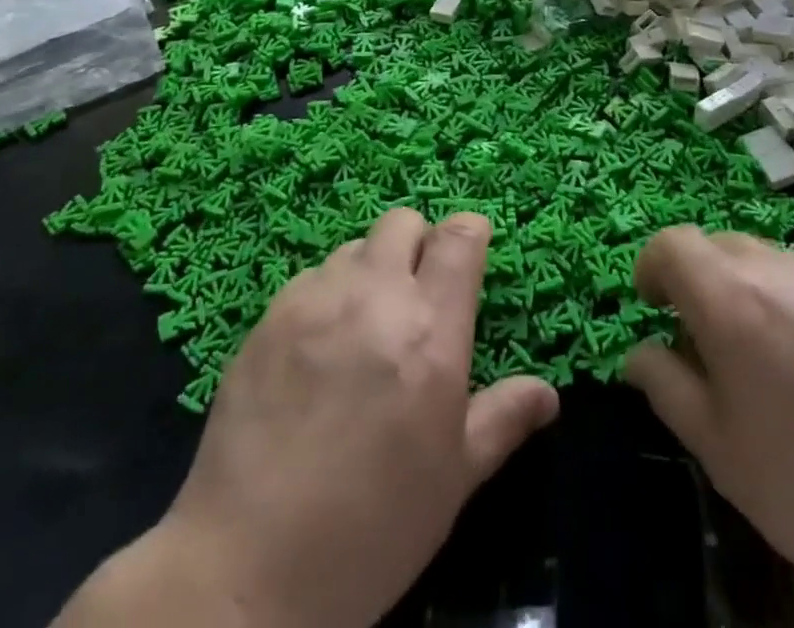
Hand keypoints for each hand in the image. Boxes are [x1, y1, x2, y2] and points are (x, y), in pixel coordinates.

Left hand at [58, 209, 557, 627]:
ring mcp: (315, 301)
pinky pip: (309, 279)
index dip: (469, 234)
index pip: (458, 236)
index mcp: (430, 331)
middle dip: (417, 244)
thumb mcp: (453, 480)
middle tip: (415, 297)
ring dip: (369, 272)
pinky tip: (316, 352)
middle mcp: (374, 296)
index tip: (469, 255)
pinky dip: (325, 297)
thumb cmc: (371, 529)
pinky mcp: (268, 317)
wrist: (246, 570)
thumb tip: (548, 393)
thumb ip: (502, 420)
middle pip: (402, 222)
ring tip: (363, 328)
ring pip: (354, 248)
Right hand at [625, 229, 793, 627]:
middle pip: (717, 245)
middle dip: (697, 280)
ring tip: (766, 359)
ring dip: (746, 289)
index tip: (652, 307)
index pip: (672, 244)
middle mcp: (778, 269)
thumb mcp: (721, 451)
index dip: (652, 267)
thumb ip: (667, 388)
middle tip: (706, 342)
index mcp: (731, 300)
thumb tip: (640, 352)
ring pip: (765, 259)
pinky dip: (792, 302)